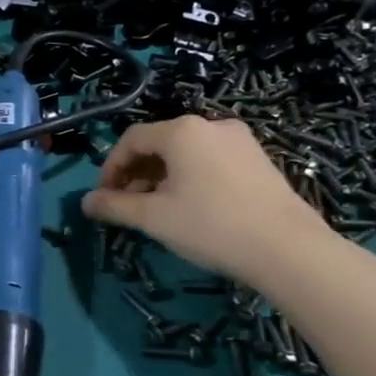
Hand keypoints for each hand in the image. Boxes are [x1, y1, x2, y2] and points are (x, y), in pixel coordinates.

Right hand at [81, 116, 332, 284]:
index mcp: (181, 131)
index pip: (131, 140)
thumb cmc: (211, 226)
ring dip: (163, 176)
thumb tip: (86, 202)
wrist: (290, 250)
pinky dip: (191, 177)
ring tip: (159, 209)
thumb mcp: (154, 218)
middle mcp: (210, 125)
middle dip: (137, 173)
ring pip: (186, 153)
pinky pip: (211, 160)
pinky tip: (193, 207)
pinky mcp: (259, 159)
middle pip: (159, 143)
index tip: (105, 198)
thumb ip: (115, 206)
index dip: (111, 168)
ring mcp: (240, 141)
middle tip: (129, 206)